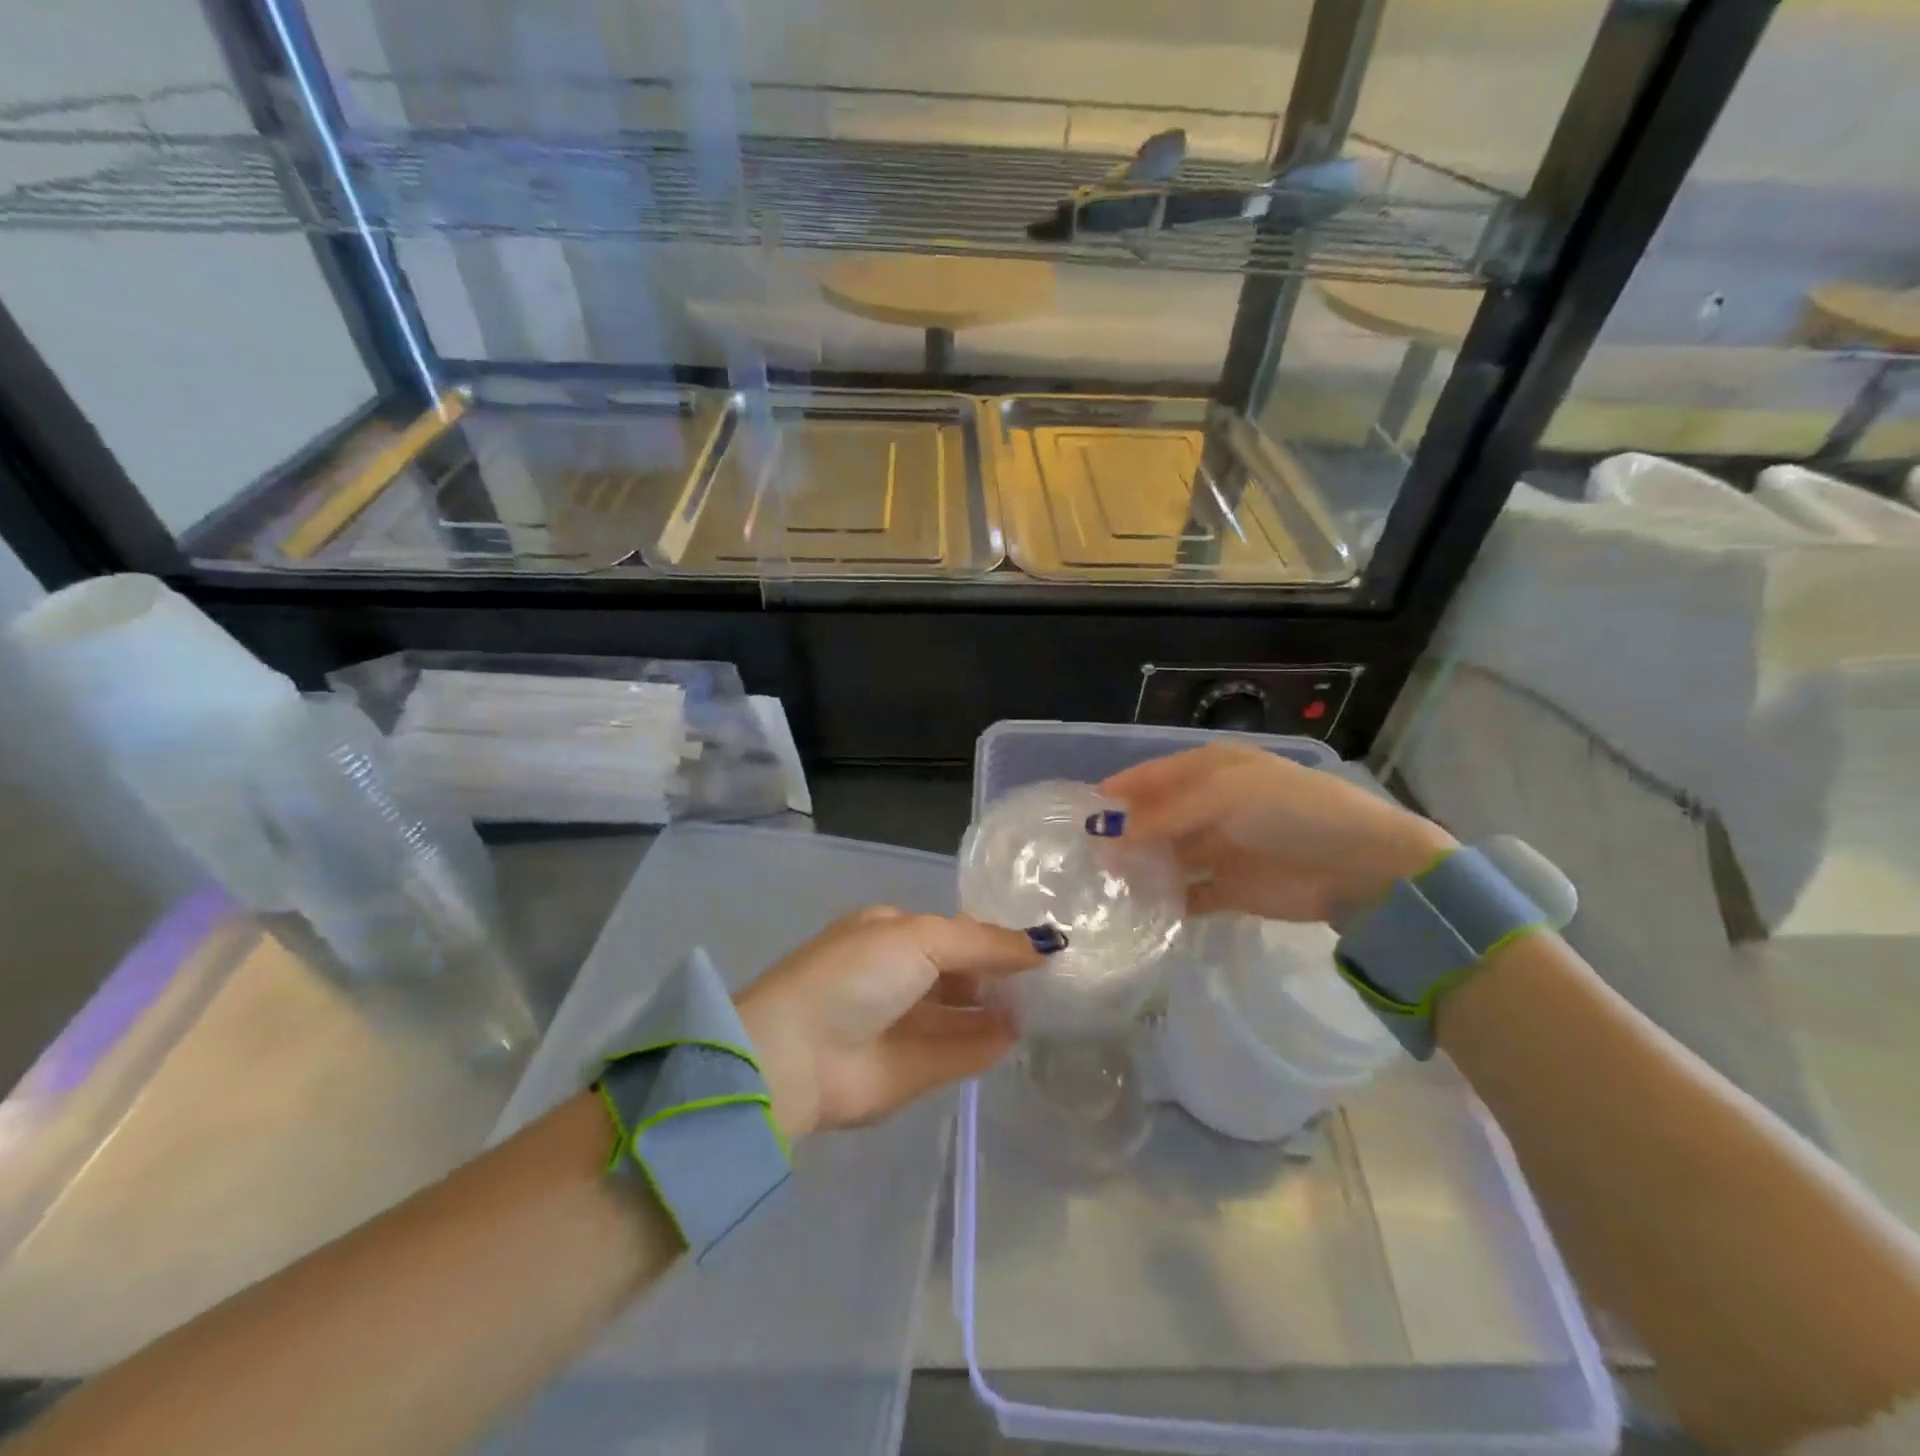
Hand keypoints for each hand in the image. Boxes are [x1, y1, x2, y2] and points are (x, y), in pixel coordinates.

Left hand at [735, 908, 1048, 1138]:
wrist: (796, 1054)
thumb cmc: (857, 975)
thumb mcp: (921, 938)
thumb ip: (983, 943)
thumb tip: (1043, 945)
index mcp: (890, 933)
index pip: (953, 931)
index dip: (993, 937)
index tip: (1039, 945)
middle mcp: (897, 976)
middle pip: (960, 972)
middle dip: (998, 974)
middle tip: (1050, 979)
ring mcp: (903, 1025)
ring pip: (962, 1014)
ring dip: (998, 1009)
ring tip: (1044, 1006)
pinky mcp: (911, 1072)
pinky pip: (958, 1053)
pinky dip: (986, 1044)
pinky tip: (1018, 1035)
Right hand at [1098, 744, 1455, 923]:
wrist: (1360, 866)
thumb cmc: (1291, 812)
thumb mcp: (1225, 795)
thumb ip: (1165, 813)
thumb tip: (1110, 836)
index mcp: (1209, 771)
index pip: (1149, 777)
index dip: (1115, 793)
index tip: (1076, 816)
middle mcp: (1209, 806)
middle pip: (1153, 818)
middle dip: (1121, 833)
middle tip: (1080, 857)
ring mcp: (1218, 848)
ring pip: (1165, 856)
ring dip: (1138, 867)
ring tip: (1098, 885)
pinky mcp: (1229, 889)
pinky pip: (1187, 893)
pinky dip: (1165, 900)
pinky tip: (1137, 909)